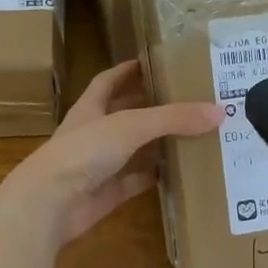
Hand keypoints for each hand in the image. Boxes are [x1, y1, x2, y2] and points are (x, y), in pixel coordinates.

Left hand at [1, 60, 221, 243]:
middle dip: (149, 107)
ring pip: (131, 150)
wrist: (49, 205)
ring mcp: (97, 166)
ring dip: (155, 143)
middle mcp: (92, 133)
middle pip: (123, 114)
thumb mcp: (131, 125)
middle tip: (184, 99)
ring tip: (190, 133)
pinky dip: (152, 177)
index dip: (128, 70)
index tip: (154, 62)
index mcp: (90, 108)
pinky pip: (133, 182)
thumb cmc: (83, 152)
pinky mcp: (104, 194)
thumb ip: (173, 118)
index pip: (109, 81)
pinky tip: (176, 173)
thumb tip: (218, 111)